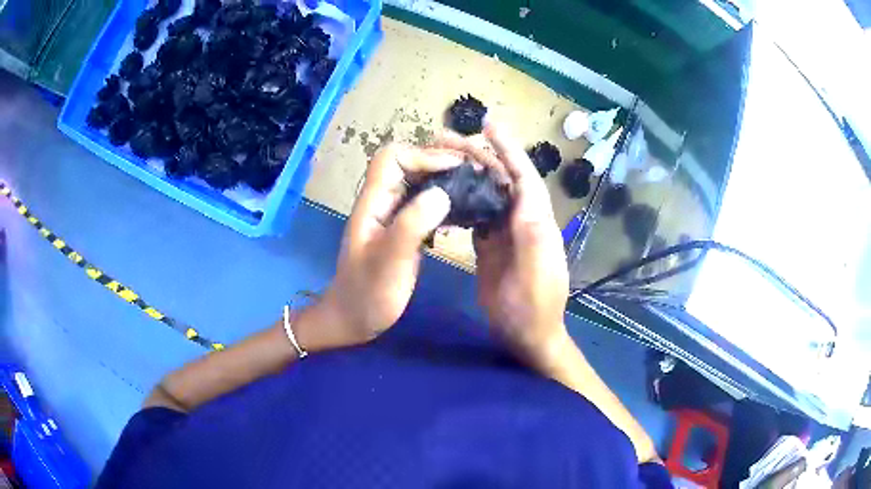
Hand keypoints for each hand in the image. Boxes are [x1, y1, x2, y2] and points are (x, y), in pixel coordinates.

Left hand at [300, 144, 461, 351]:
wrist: (354, 319)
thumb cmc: (368, 295)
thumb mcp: (389, 263)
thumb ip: (411, 226)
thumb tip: (441, 193)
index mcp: (373, 202)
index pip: (393, 157)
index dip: (424, 156)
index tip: (456, 169)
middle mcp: (382, 200)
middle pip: (408, 162)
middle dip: (440, 161)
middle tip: (473, 172)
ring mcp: (393, 214)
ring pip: (419, 181)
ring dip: (446, 178)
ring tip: (475, 187)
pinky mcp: (404, 228)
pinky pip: (425, 202)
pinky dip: (445, 199)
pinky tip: (464, 212)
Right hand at [463, 122, 571, 368]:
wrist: (526, 336)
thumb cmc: (535, 310)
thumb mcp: (537, 277)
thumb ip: (534, 238)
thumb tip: (525, 197)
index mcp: (537, 222)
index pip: (523, 176)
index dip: (508, 149)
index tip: (488, 125)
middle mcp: (523, 220)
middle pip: (502, 179)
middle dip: (479, 155)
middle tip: (446, 138)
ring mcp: (506, 232)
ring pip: (488, 193)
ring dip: (468, 172)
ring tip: (441, 157)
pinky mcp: (491, 245)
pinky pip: (477, 214)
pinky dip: (463, 199)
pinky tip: (444, 192)